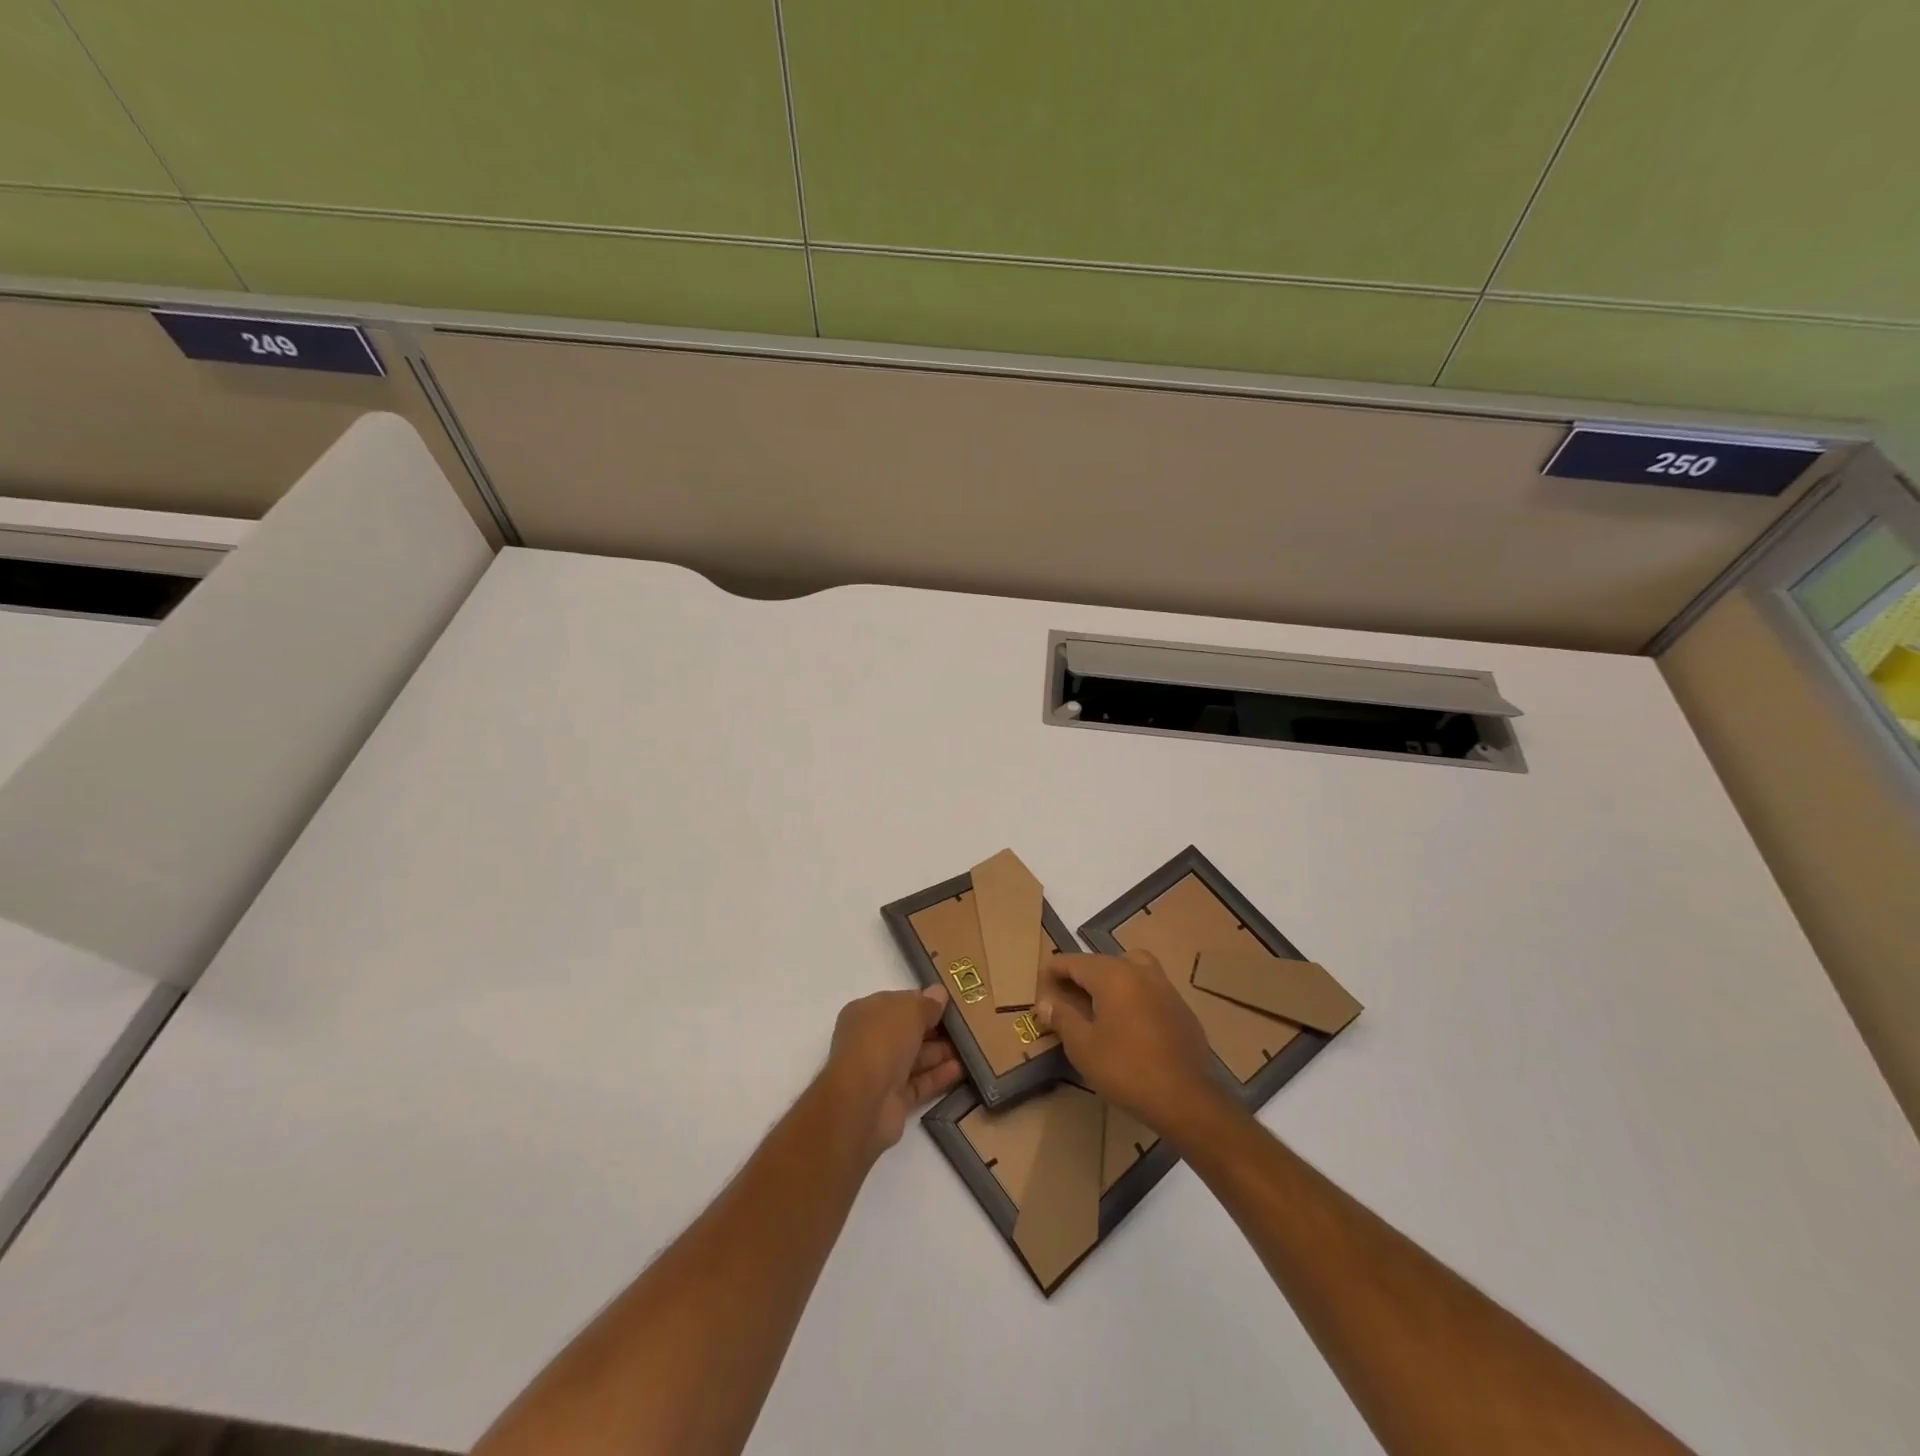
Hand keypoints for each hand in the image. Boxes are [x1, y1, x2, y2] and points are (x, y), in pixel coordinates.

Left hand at [825, 985, 963, 1155]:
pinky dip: (938, 1076)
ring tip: (971, 1048)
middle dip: (935, 1029)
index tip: (950, 1003)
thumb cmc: (882, 1042)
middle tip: (967, 1026)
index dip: (923, 1002)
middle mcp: (870, 1041)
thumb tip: (939, 993)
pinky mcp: (892, 1100)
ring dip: (941, 1053)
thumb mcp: (909, 1011)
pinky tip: (961, 1070)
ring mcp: (880, 1072)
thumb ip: (926, 1003)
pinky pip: (919, 1084)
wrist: (862, 1102)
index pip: (898, 1003)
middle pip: (907, 1031)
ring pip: (915, 1058)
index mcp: (866, 1013)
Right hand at [1036, 950, 1232, 1137]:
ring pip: (1130, 968)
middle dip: (1080, 974)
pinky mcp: (1181, 1007)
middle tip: (1064, 994)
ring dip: (1110, 978)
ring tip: (1097, 1002)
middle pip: (1102, 962)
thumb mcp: (1083, 1047)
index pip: (1075, 961)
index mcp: (1113, 975)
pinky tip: (1128, 1022)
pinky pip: (1149, 988)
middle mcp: (1139, 971)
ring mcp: (1165, 987)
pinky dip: (1133, 993)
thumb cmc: (1126, 1069)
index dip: (1054, 969)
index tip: (1040, 981)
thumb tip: (1045, 1002)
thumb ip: (1063, 1018)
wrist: (1186, 1098)